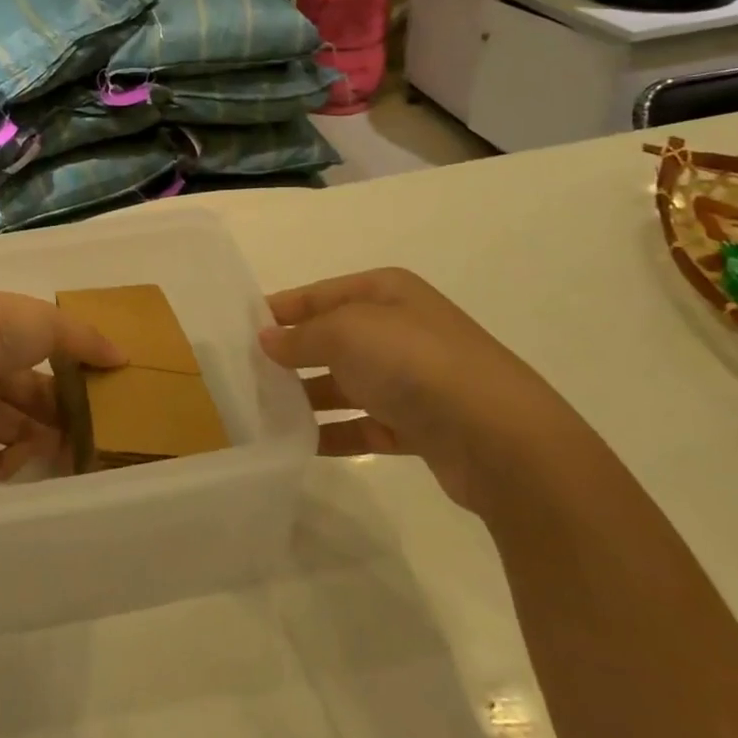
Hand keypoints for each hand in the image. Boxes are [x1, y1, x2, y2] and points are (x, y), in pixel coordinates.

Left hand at [0, 291, 124, 480]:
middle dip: (58, 414)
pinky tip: (25, 456)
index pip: (38, 358)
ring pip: (6, 429)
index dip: (67, 376)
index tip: (96, 394)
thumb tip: (123, 357)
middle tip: (91, 433)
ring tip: (70, 452)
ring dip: (39, 441)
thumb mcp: (50, 323)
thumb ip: (87, 342)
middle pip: (25, 398)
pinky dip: (6, 463)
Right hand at [259, 268, 587, 510]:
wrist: (499, 438)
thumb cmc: (414, 363)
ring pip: (345, 384)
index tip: (238, 329)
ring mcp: (411, 379)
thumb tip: (267, 339)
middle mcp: (400, 330)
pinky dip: (334, 433)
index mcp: (387, 293)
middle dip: (291, 355)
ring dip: (308, 397)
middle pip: (332, 339)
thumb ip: (301, 336)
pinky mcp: (418, 425)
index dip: (281, 308)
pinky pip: (364, 425)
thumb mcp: (346, 332)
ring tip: (262, 413)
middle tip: (243, 374)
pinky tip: (300, 445)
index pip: (320, 293)